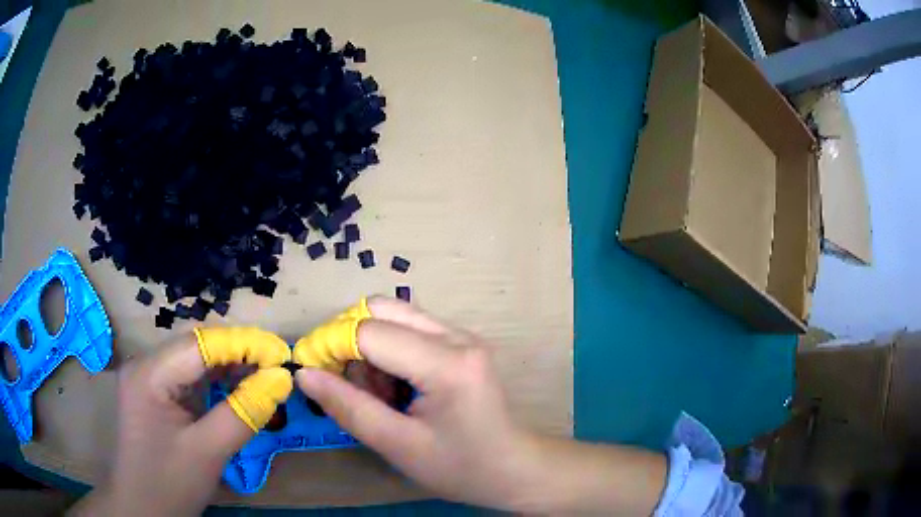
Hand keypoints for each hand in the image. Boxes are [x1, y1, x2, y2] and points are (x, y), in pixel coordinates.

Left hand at [71, 334, 275, 515]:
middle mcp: (146, 365)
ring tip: (266, 376)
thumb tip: (281, 380)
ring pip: (196, 361)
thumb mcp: (208, 452)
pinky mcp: (157, 393)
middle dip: (239, 355)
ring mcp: (149, 379)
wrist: (143, 508)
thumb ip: (243, 413)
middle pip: (197, 348)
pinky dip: (217, 382)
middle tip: (279, 368)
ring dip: (230, 368)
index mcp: (149, 374)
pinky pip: (191, 379)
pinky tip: (239, 388)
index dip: (243, 344)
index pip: (200, 344)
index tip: (283, 354)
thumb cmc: (170, 483)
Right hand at [296, 298, 667, 513]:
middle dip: (348, 339)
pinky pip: (410, 328)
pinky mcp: (461, 342)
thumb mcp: (397, 445)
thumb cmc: (459, 467)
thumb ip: (348, 408)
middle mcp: (458, 336)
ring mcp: (463, 335)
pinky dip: (387, 349)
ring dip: (368, 345)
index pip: (369, 333)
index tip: (311, 371)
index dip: (330, 346)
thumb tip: (304, 374)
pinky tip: (395, 387)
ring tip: (376, 393)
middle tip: (344, 382)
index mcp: (447, 364)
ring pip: (394, 315)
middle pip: (381, 309)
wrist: (514, 468)